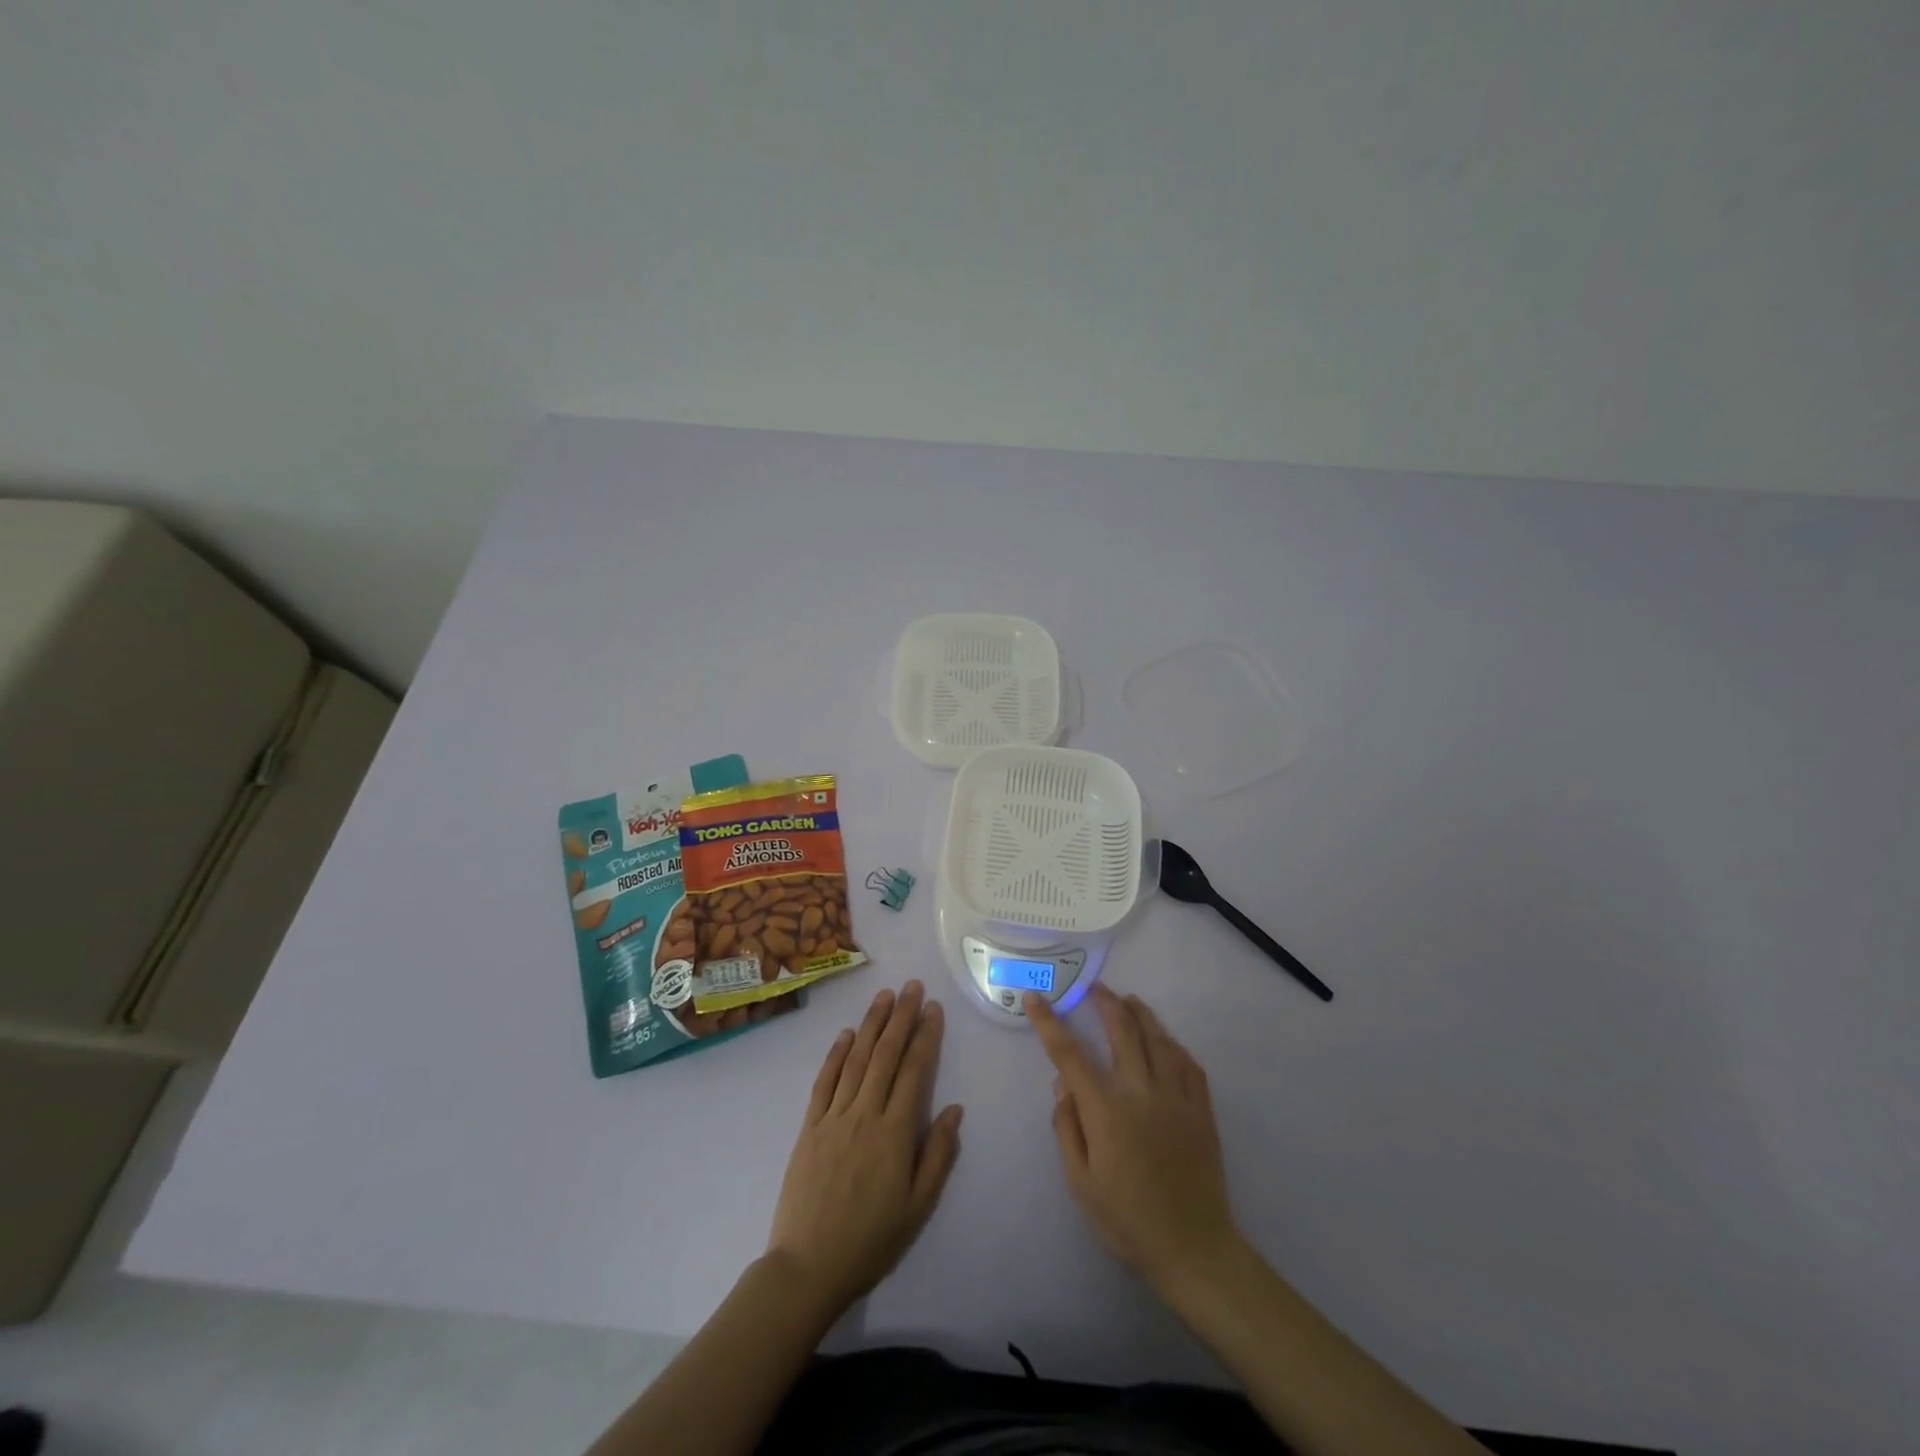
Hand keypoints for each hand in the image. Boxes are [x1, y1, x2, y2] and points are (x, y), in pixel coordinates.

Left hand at [766, 981, 963, 1317]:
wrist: (807, 1267)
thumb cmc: (870, 1241)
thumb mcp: (917, 1208)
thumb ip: (937, 1155)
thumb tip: (954, 1109)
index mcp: (894, 1133)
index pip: (914, 1071)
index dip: (925, 1036)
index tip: (933, 1008)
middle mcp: (865, 1114)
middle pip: (886, 1054)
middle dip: (901, 1017)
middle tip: (912, 986)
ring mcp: (834, 1117)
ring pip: (857, 1059)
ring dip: (872, 1024)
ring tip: (884, 996)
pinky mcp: (810, 1126)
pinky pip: (825, 1081)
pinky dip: (837, 1054)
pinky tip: (847, 1034)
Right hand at [1028, 983, 1239, 1293]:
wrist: (1194, 1250)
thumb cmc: (1128, 1221)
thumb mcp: (1081, 1183)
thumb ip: (1067, 1127)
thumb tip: (1062, 1084)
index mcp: (1106, 1110)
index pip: (1069, 1055)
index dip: (1049, 1023)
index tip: (1036, 999)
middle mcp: (1141, 1092)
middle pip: (1121, 1030)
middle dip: (1103, 1002)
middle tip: (1092, 987)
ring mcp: (1176, 1097)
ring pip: (1157, 1038)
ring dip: (1140, 1013)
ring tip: (1128, 1000)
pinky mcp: (1201, 1110)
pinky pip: (1188, 1063)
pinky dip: (1173, 1044)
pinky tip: (1165, 1040)